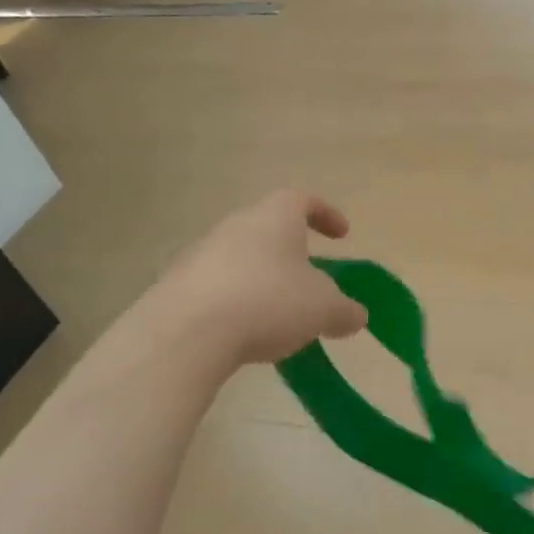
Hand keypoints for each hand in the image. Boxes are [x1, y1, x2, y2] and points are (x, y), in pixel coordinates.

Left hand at [151, 190, 368, 365]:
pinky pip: (219, 288)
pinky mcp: (178, 287)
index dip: (326, 214)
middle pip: (269, 230)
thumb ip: (346, 310)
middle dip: (294, 254)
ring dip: (265, 281)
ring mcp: (201, 255)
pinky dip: (239, 304)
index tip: (342, 236)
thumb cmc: (269, 302)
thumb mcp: (324, 309)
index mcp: (274, 218)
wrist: (186, 333)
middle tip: (312, 282)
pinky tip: (247, 333)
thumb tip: (355, 316)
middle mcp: (235, 227)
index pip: (302, 200)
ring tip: (281, 316)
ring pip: (243, 260)